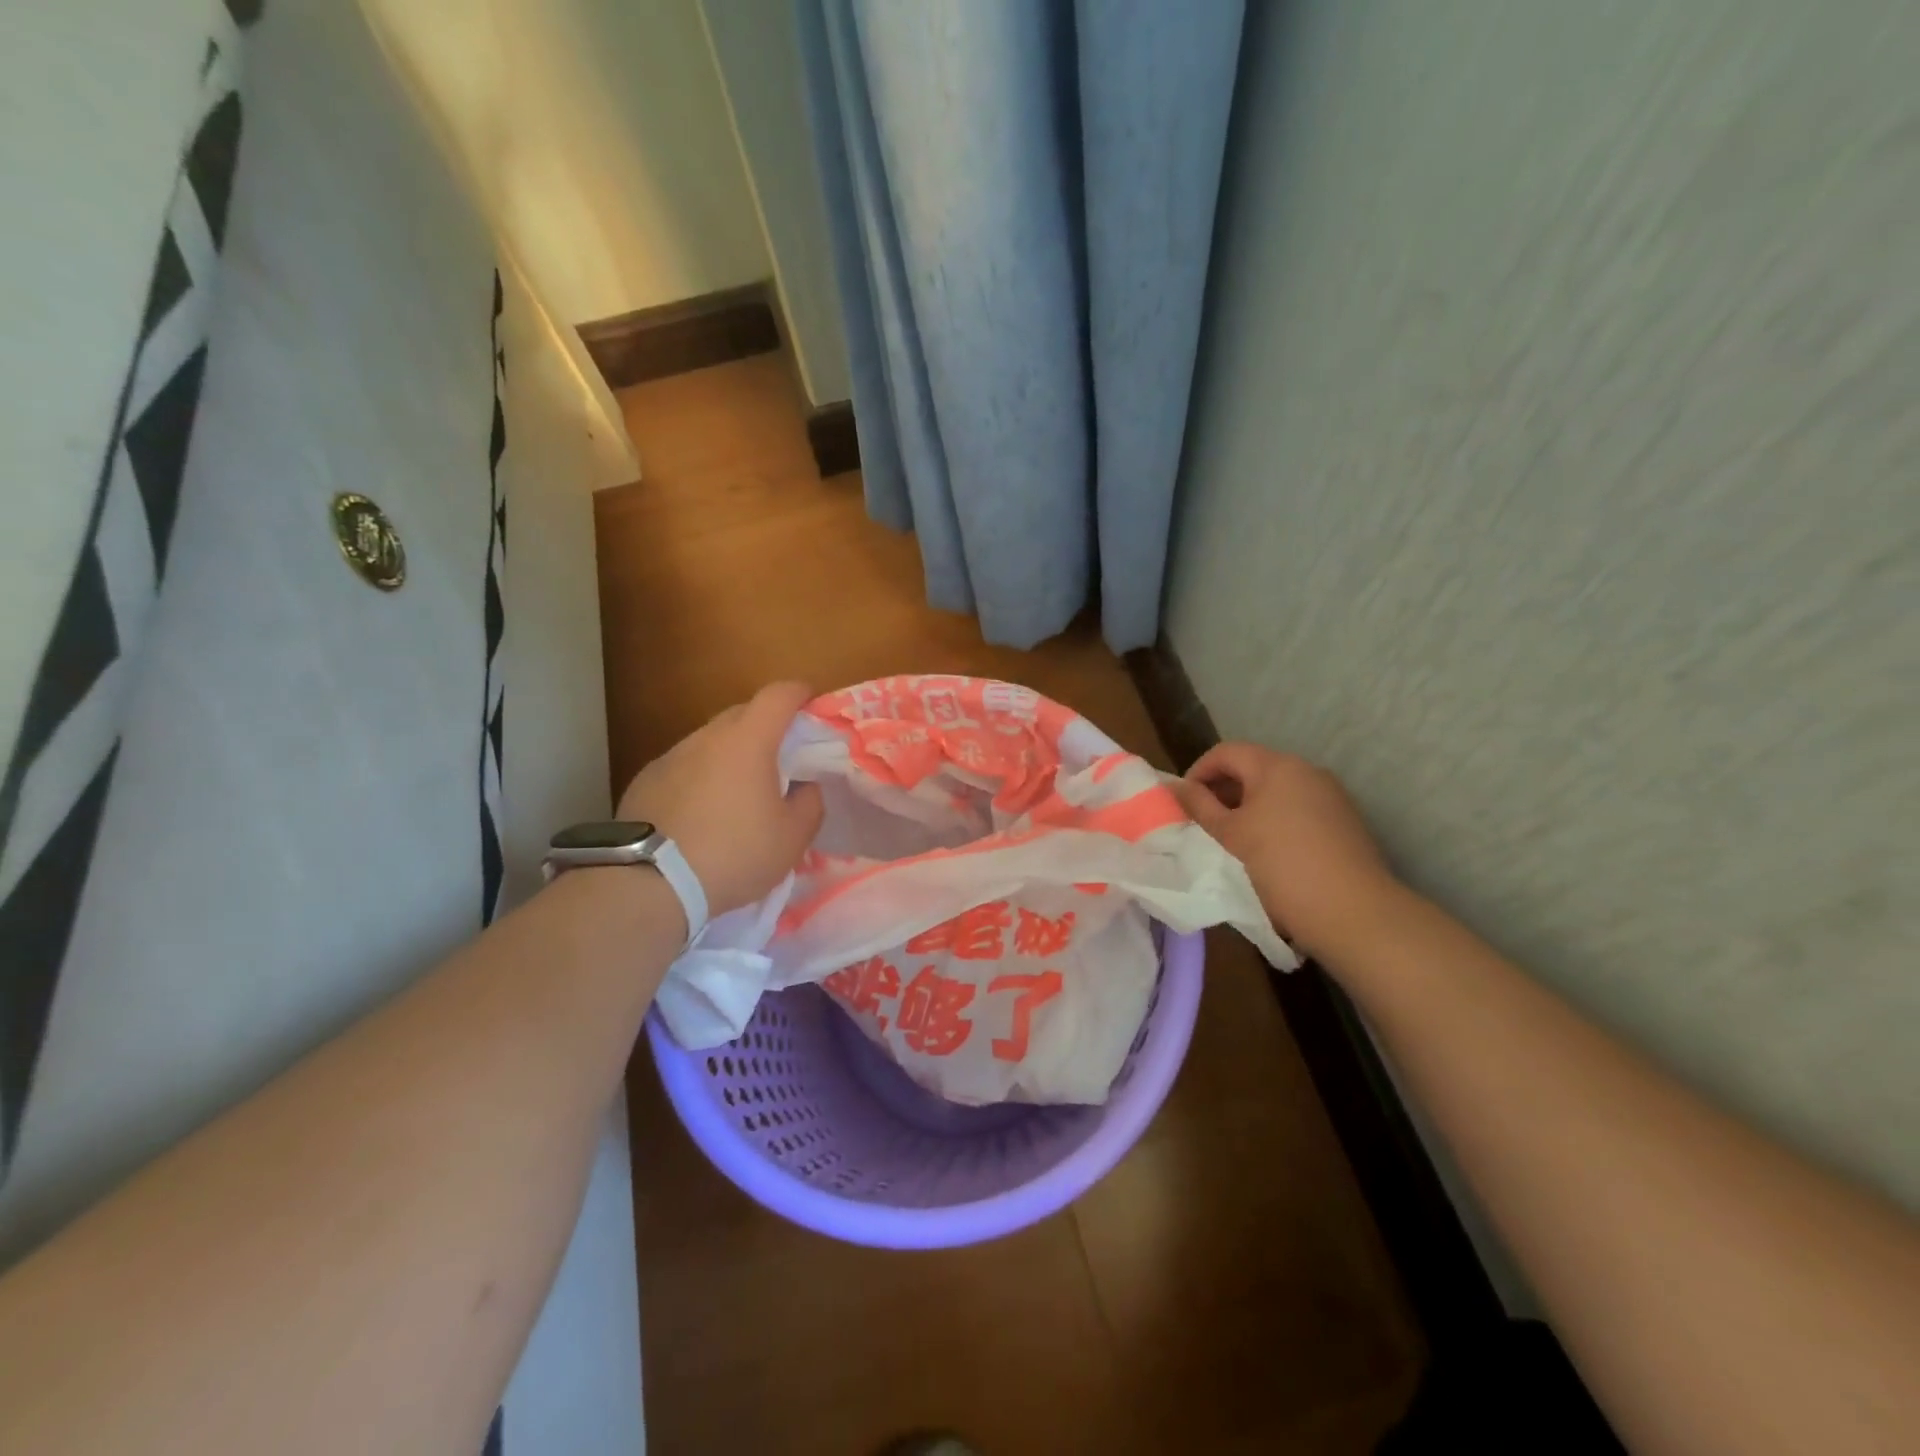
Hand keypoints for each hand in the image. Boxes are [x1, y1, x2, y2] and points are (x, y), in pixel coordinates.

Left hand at [616, 682, 825, 918]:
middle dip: (766, 725)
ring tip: (738, 792)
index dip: (799, 693)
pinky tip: (701, 813)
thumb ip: (810, 802)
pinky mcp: (645, 780)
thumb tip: (804, 786)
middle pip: (743, 713)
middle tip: (781, 757)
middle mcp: (707, 737)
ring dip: (730, 754)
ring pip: (710, 741)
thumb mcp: (792, 838)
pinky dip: (700, 777)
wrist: (651, 884)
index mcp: (748, 741)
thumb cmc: (734, 854)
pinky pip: (684, 766)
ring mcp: (671, 756)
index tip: (811, 704)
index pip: (778, 695)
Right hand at [1171, 743, 1401, 960]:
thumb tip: (1174, 786)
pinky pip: (1297, 806)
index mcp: (1277, 766)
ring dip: (1248, 805)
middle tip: (1203, 822)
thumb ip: (1199, 806)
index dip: (1198, 772)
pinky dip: (1274, 818)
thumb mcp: (1231, 834)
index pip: (1226, 752)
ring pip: (1276, 788)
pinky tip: (1267, 849)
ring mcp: (1330, 794)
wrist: (1353, 911)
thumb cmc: (1282, 865)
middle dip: (1223, 789)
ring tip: (1232, 838)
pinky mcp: (1343, 819)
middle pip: (1253, 767)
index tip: (1184, 802)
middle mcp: (1306, 771)